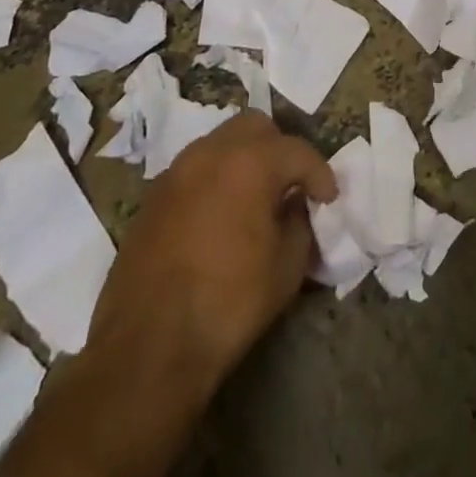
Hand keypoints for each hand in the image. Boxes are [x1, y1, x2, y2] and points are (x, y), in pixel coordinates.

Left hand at [85, 112, 336, 397]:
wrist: (146, 349)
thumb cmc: (228, 304)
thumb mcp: (287, 267)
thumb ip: (300, 223)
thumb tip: (295, 206)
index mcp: (250, 162)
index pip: (297, 151)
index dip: (320, 173)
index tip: (329, 199)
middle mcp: (211, 153)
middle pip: (255, 127)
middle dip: (279, 150)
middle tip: (290, 186)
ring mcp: (175, 172)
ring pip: (220, 143)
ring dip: (243, 160)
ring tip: (254, 198)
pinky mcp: (151, 198)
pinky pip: (193, 171)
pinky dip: (214, 180)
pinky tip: (219, 217)